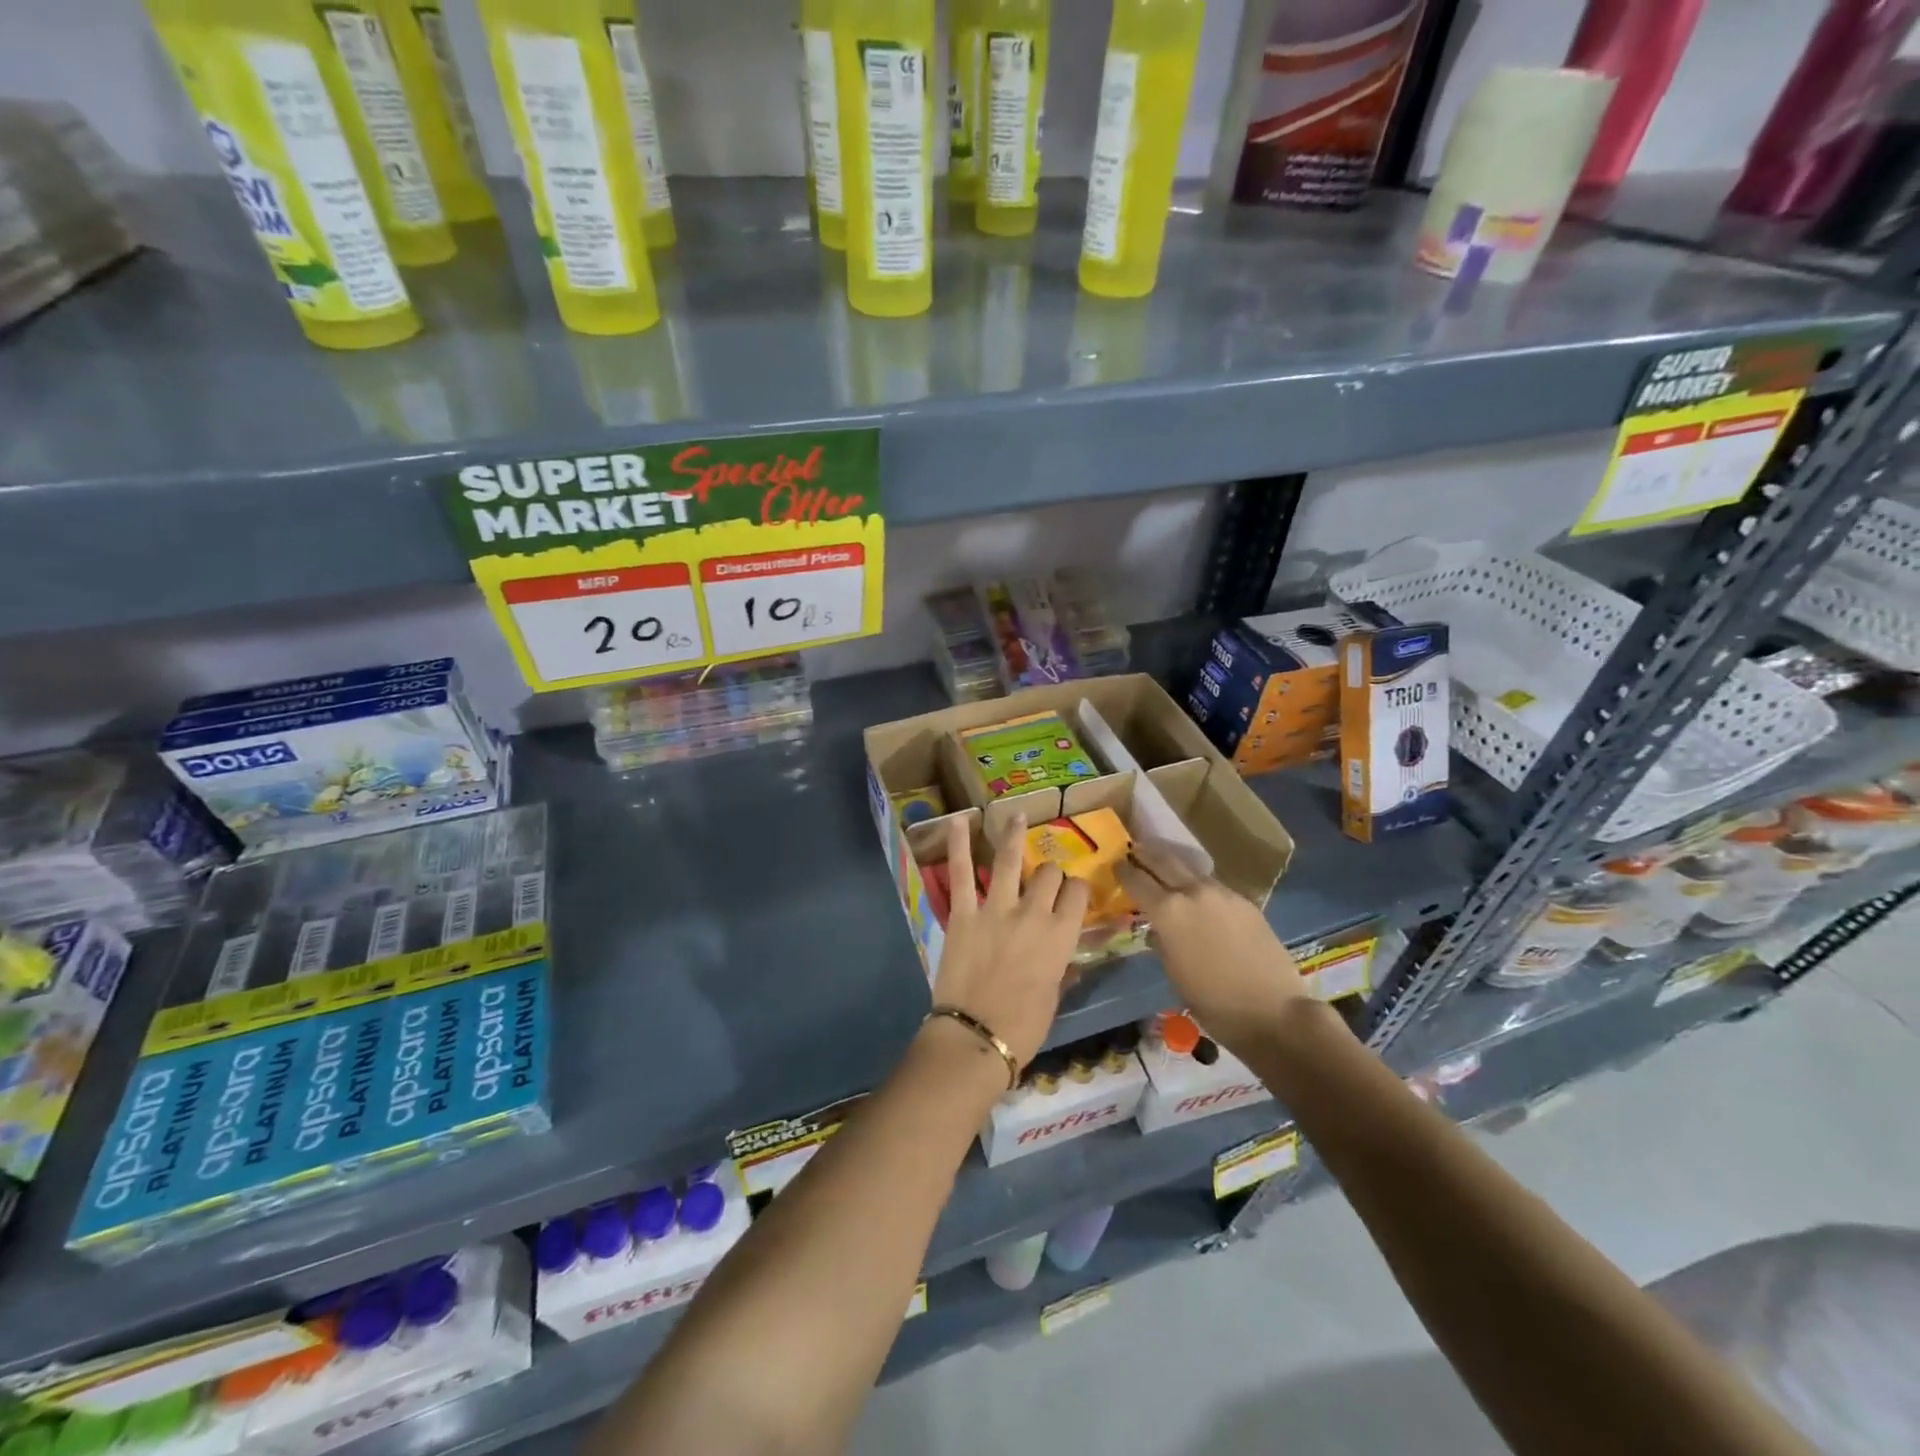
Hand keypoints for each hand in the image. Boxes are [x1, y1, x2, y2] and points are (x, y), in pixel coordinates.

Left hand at [931, 814, 1088, 1067]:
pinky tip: (958, 821)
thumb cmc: (1023, 1028)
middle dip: (1050, 872)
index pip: (1078, 894)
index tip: (1073, 893)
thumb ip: (1061, 971)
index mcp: (1061, 936)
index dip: (1077, 889)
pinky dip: (958, 845)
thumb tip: (1066, 963)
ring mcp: (996, 909)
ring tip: (1017, 815)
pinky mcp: (963, 913)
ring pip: (1010, 860)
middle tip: (1043, 878)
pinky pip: (962, 873)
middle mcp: (1033, 913)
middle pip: (1048, 874)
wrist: (976, 1037)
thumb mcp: (1054, 999)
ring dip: (1014, 834)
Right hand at [1116, 839, 1306, 1051]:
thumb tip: (1158, 928)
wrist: (1272, 1011)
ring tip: (1163, 866)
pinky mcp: (1245, 902)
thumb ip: (1162, 940)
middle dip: (1146, 854)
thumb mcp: (1173, 972)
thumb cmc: (1212, 1002)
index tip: (1115, 865)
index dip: (1123, 872)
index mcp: (1168, 911)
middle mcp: (1193, 892)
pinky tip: (1198, 894)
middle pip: (1163, 861)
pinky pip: (1214, 886)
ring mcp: (1223, 894)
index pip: (1137, 880)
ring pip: (1191, 870)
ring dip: (1174, 866)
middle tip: (1134, 849)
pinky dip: (1199, 885)